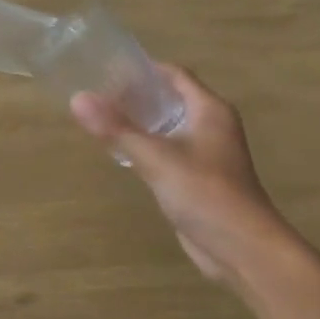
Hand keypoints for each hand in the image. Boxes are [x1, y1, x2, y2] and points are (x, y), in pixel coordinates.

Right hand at [70, 64, 291, 281]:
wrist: (241, 248)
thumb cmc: (205, 193)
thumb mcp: (156, 158)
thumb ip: (117, 129)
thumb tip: (78, 98)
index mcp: (210, 110)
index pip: (175, 75)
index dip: (144, 70)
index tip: (108, 71)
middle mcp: (212, 126)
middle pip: (170, 99)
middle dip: (136, 97)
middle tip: (97, 95)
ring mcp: (206, 154)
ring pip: (168, 127)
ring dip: (140, 123)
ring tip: (102, 119)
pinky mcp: (198, 178)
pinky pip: (168, 152)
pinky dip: (146, 147)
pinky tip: (121, 153)